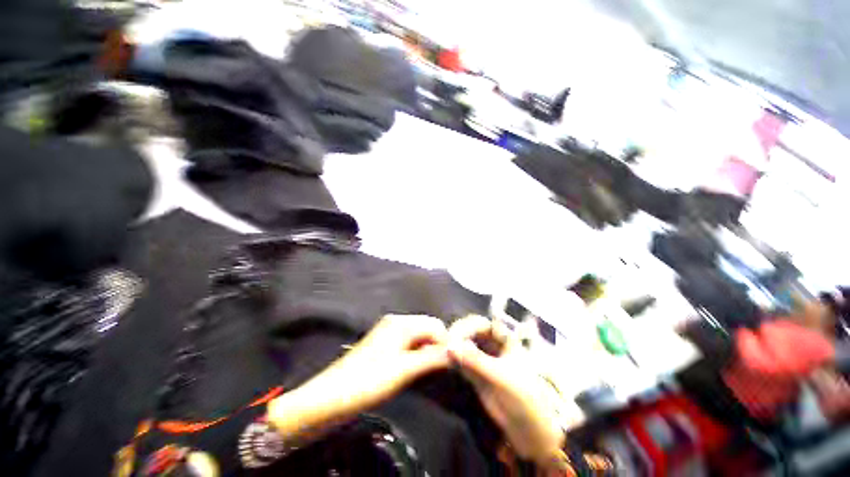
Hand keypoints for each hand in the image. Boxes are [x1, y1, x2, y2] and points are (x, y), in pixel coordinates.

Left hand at [268, 315, 449, 441]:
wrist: (330, 397)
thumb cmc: (368, 382)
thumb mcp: (404, 370)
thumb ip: (432, 358)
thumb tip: (456, 352)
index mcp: (401, 323)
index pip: (435, 325)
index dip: (447, 342)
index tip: (456, 362)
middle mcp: (396, 322)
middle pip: (427, 327)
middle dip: (438, 344)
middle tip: (444, 367)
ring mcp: (389, 332)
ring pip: (419, 336)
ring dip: (428, 349)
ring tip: (432, 369)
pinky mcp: (384, 344)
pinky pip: (409, 343)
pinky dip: (418, 352)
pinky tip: (417, 367)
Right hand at [448, 315, 564, 465]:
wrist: (529, 429)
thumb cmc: (522, 397)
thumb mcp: (499, 376)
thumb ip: (475, 360)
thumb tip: (449, 346)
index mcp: (504, 338)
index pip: (481, 324)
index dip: (467, 326)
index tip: (453, 335)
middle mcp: (491, 344)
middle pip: (470, 331)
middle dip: (458, 334)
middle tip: (446, 344)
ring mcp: (483, 358)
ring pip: (464, 344)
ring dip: (454, 346)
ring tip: (443, 351)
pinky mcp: (475, 372)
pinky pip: (461, 360)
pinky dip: (454, 359)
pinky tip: (447, 361)